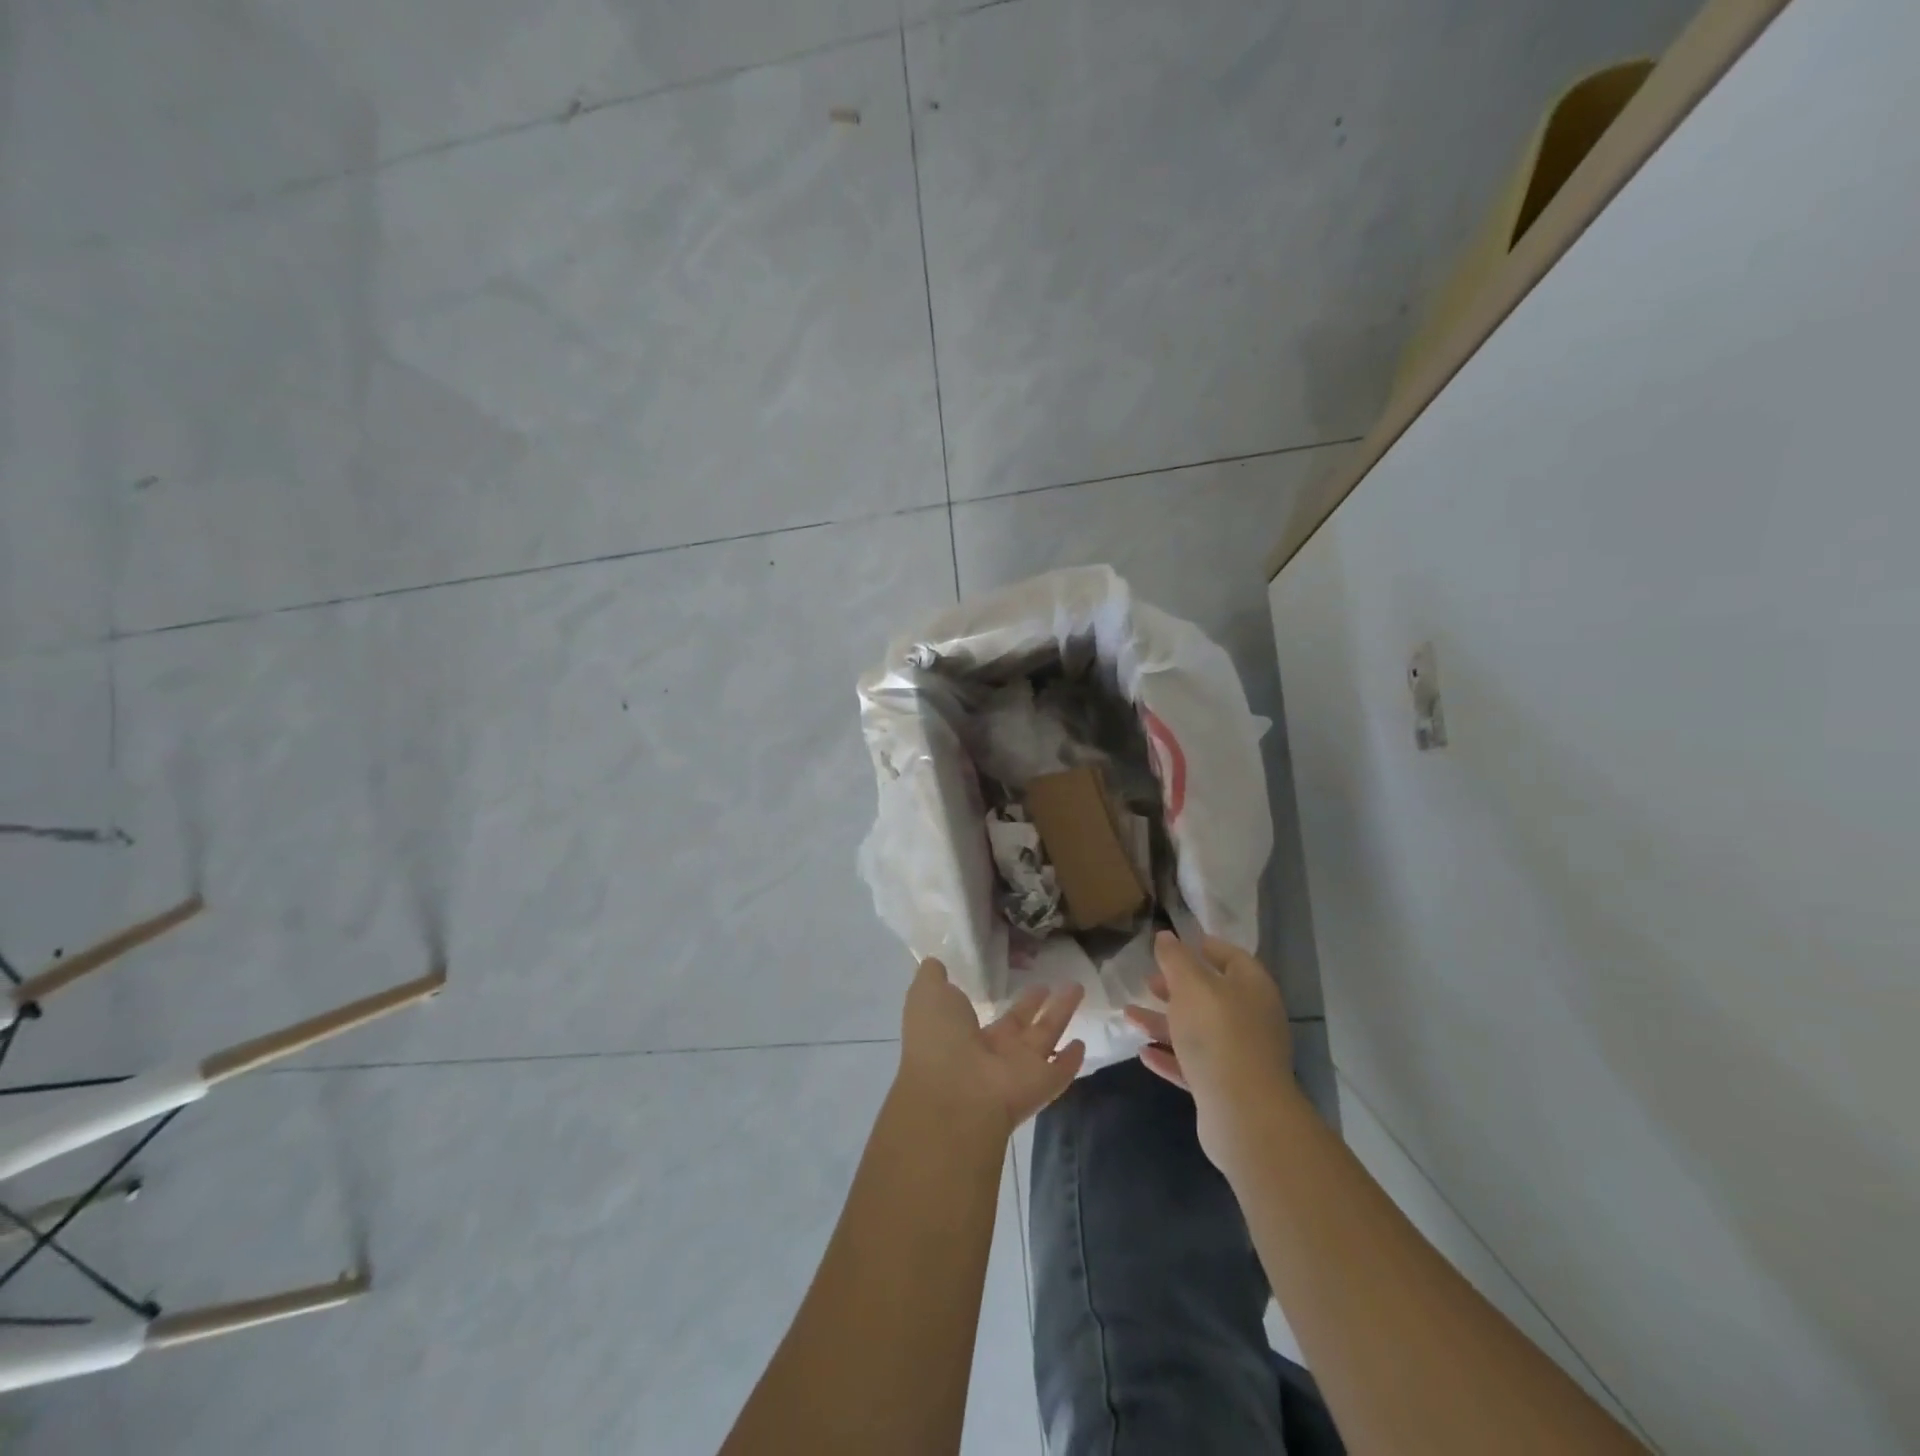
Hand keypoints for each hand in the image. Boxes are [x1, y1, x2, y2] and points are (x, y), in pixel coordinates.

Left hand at [896, 958, 1086, 1138]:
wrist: (955, 1093)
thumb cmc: (939, 1040)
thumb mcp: (927, 995)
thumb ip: (932, 977)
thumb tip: (935, 963)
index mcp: (966, 1037)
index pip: (988, 1018)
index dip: (998, 1001)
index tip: (1014, 981)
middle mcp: (994, 1055)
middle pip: (1020, 1024)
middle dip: (1034, 1004)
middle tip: (1050, 984)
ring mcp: (1019, 1071)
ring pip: (1045, 1036)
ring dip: (1060, 1013)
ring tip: (1077, 987)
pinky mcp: (1042, 1084)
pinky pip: (1060, 1071)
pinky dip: (1071, 1060)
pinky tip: (1082, 1043)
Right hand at [1124, 932, 1298, 1172]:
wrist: (1244, 1113)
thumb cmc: (1218, 1033)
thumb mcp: (1190, 985)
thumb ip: (1175, 958)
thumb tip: (1166, 936)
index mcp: (1251, 987)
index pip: (1230, 956)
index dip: (1201, 947)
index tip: (1171, 945)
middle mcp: (1251, 1018)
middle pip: (1211, 995)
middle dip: (1176, 988)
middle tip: (1146, 982)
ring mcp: (1240, 1055)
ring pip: (1197, 1030)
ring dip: (1163, 1022)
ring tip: (1129, 1016)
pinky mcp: (1226, 1086)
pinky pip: (1194, 1064)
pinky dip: (1170, 1056)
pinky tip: (1144, 1053)